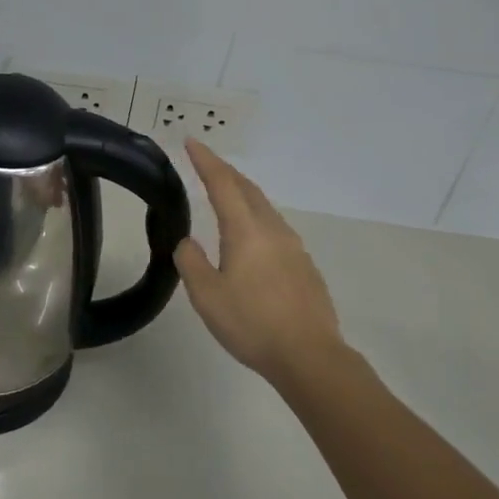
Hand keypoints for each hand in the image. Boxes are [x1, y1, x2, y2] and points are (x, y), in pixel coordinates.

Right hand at [175, 140, 344, 385]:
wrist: (310, 357)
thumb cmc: (252, 324)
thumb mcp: (206, 296)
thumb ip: (192, 262)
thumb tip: (189, 242)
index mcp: (246, 231)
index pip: (222, 184)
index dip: (206, 161)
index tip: (191, 142)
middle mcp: (272, 230)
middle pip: (248, 189)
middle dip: (226, 172)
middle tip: (206, 163)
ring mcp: (294, 247)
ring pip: (265, 208)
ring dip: (243, 193)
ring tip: (227, 195)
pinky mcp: (304, 266)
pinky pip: (275, 229)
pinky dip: (256, 218)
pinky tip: (252, 237)